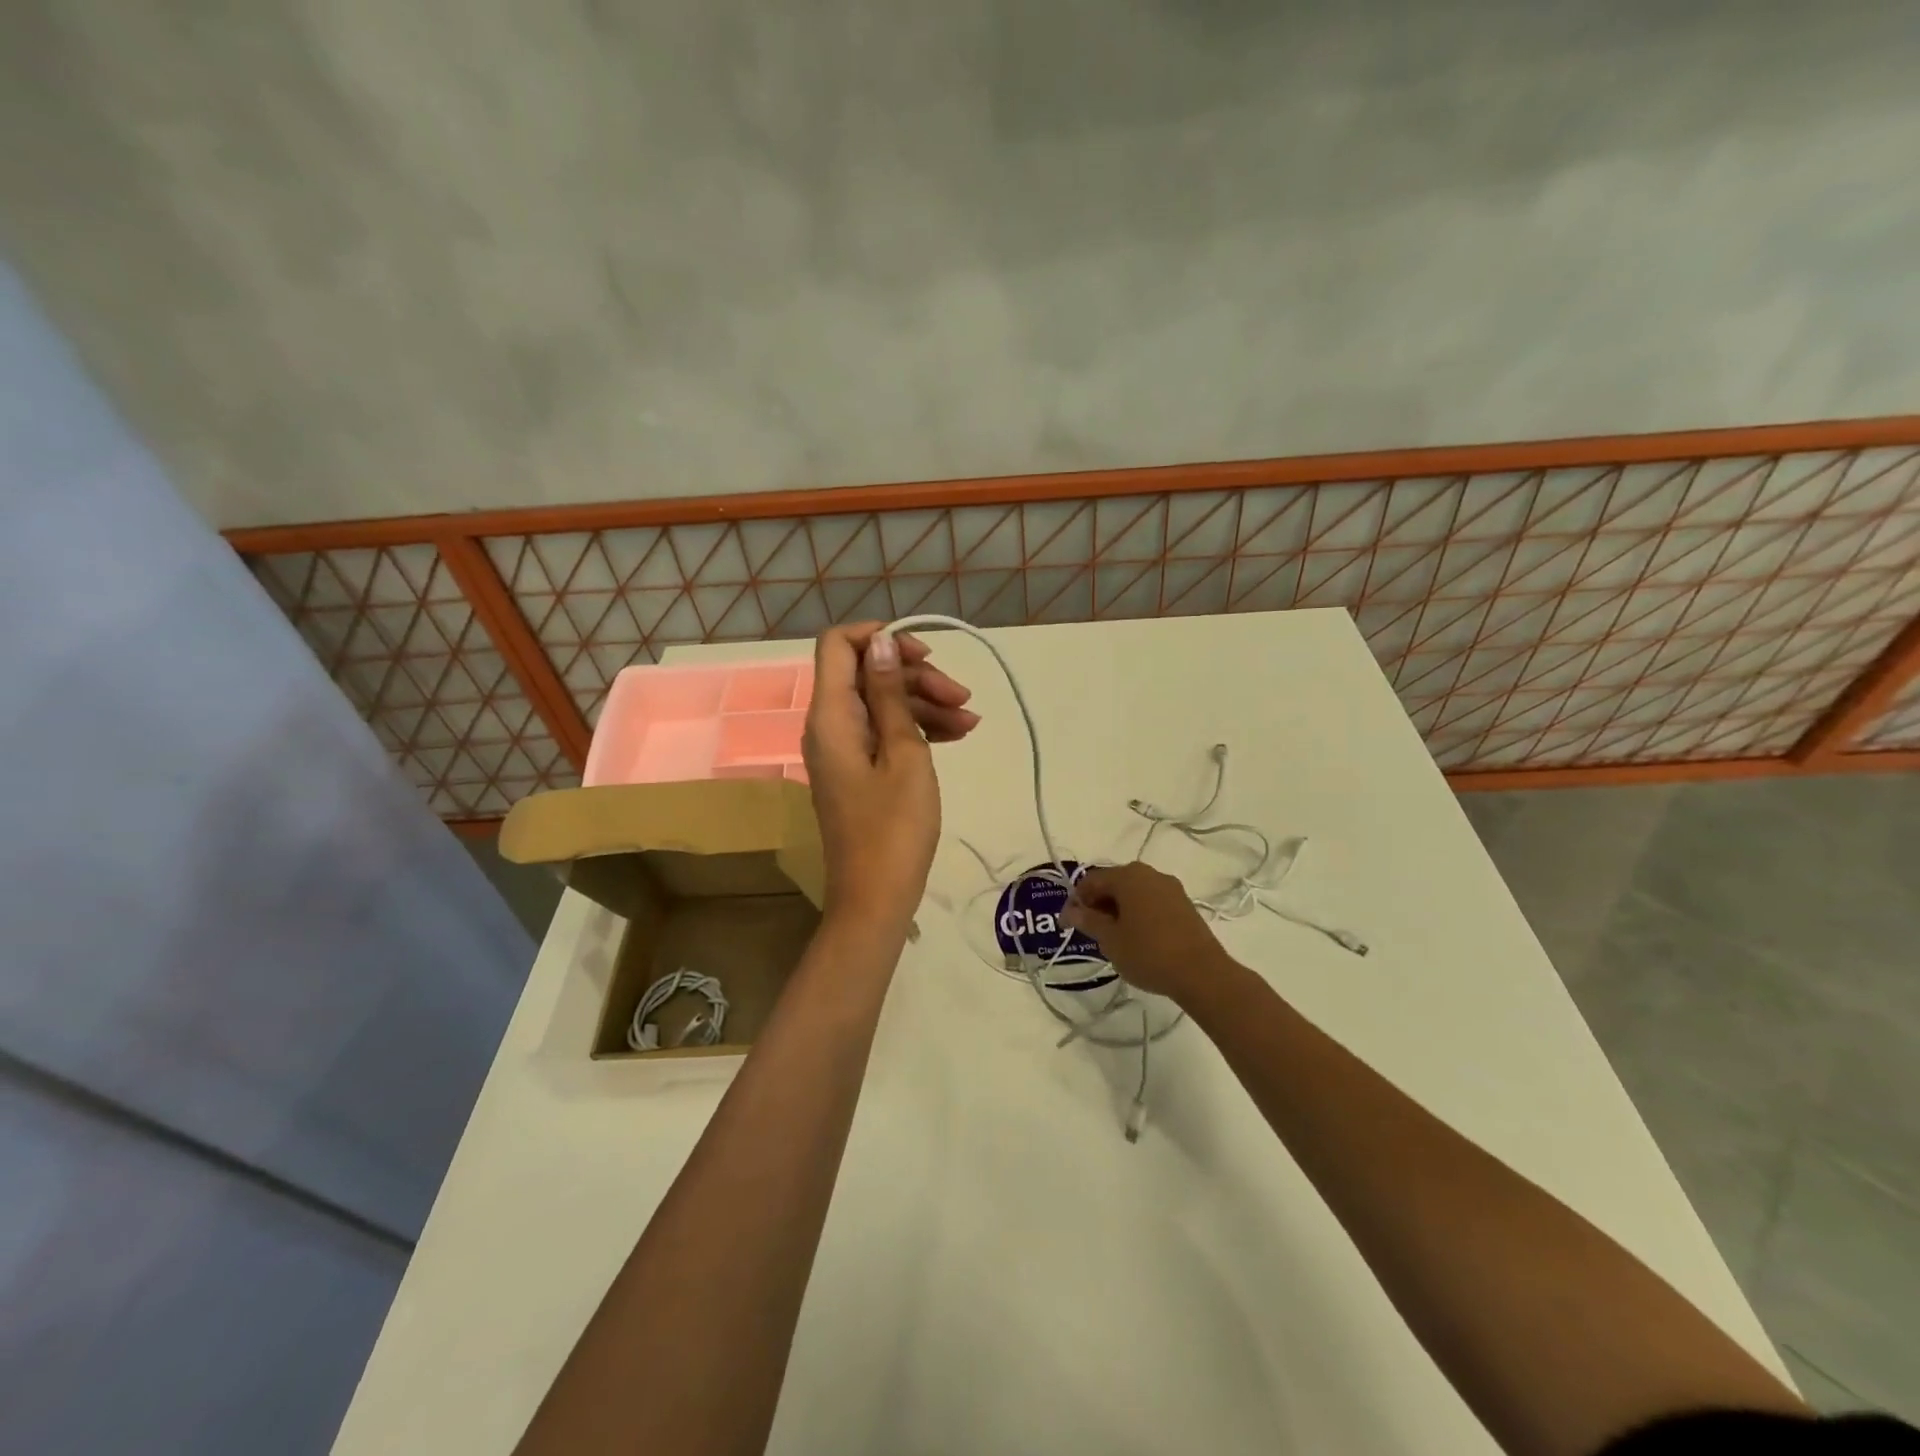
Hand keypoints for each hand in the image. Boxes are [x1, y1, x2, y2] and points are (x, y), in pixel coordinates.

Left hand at [803, 624, 978, 931]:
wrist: (876, 898)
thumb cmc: (895, 828)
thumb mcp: (904, 754)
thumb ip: (890, 695)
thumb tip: (881, 643)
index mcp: (832, 715)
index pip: (837, 645)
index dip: (879, 637)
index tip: (925, 654)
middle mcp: (830, 725)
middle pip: (867, 674)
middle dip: (916, 677)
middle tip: (963, 696)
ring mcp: (843, 749)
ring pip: (881, 703)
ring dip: (925, 704)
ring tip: (971, 722)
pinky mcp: (858, 771)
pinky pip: (884, 732)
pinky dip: (918, 729)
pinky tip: (959, 736)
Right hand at [1062, 862, 1234, 1002]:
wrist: (1202, 973)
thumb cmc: (1148, 953)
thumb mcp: (1110, 940)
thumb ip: (1088, 921)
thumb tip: (1071, 912)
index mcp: (1128, 876)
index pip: (1091, 881)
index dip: (1075, 901)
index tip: (1067, 925)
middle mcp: (1150, 874)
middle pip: (1113, 883)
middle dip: (1097, 904)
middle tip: (1089, 931)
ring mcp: (1170, 888)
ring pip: (1134, 893)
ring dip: (1118, 909)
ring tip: (1112, 937)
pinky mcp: (1184, 905)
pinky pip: (1151, 902)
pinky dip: (1138, 914)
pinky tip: (1136, 938)